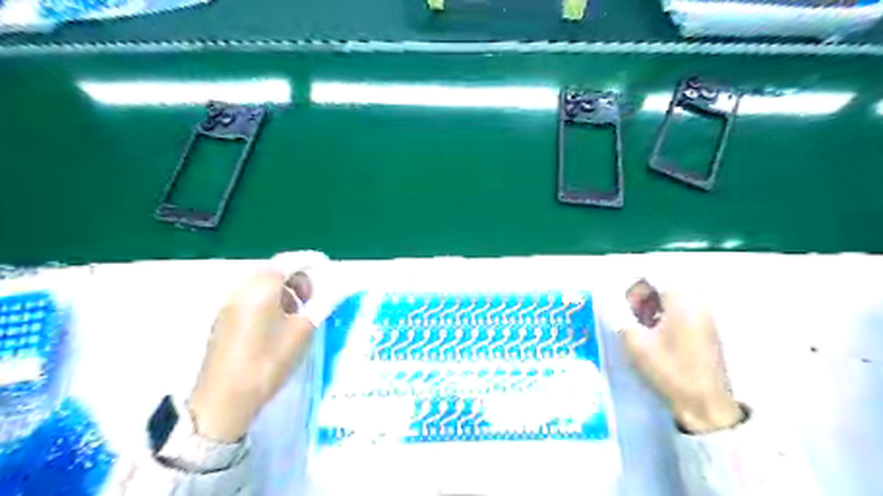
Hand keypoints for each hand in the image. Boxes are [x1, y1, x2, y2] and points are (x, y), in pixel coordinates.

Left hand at [189, 252, 340, 441]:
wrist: (223, 401)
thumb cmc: (267, 363)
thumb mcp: (301, 333)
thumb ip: (320, 305)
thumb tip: (337, 288)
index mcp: (261, 290)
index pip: (289, 262)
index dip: (310, 260)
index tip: (327, 265)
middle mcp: (242, 291)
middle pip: (273, 270)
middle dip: (297, 276)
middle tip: (314, 295)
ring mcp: (230, 306)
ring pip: (262, 285)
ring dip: (284, 289)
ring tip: (299, 310)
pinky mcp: (224, 321)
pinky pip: (251, 298)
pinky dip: (270, 300)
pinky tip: (280, 322)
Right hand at [620, 279, 743, 433]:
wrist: (704, 404)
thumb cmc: (669, 370)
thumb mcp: (635, 341)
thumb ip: (621, 315)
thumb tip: (614, 301)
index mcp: (682, 301)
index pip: (653, 277)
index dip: (632, 287)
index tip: (621, 303)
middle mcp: (697, 303)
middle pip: (663, 286)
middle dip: (641, 297)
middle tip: (628, 316)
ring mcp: (705, 316)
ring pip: (671, 299)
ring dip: (651, 307)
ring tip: (639, 327)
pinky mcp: (706, 330)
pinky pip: (680, 311)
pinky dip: (664, 316)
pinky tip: (655, 335)